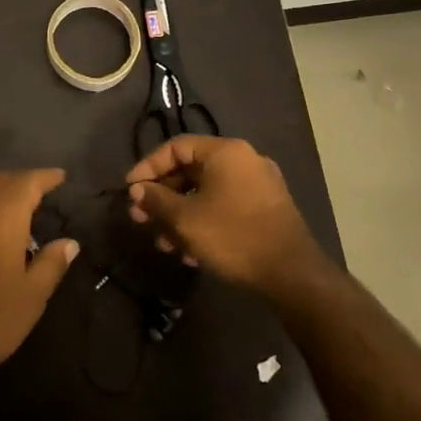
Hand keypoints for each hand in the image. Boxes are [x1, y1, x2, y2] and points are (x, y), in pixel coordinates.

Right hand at [126, 135, 327, 293]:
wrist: (291, 274)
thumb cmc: (232, 237)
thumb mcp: (185, 219)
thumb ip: (156, 200)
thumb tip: (137, 189)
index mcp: (226, 152)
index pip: (176, 147)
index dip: (148, 167)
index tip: (130, 190)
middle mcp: (244, 160)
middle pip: (191, 170)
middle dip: (163, 197)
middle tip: (141, 219)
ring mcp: (258, 185)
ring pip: (206, 193)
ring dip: (180, 216)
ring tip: (163, 244)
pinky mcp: (265, 209)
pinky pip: (224, 207)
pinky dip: (203, 222)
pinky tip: (190, 252)